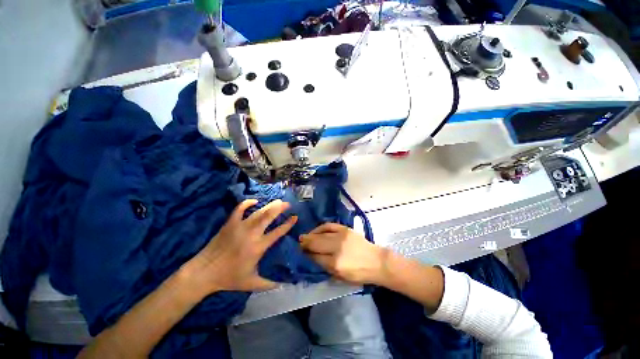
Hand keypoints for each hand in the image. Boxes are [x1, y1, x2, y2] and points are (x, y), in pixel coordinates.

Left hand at [186, 199, 296, 293]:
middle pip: (269, 217)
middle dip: (280, 208)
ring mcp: (240, 227)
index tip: (295, 217)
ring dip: (269, 205)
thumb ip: (268, 284)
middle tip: (287, 203)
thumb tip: (283, 285)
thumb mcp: (251, 283)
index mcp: (258, 247)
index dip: (288, 224)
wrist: (204, 272)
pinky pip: (239, 209)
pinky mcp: (230, 223)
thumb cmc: (229, 278)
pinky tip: (254, 200)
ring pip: (258, 212)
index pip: (278, 232)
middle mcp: (252, 234)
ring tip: (277, 201)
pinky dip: (247, 203)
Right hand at [300, 223, 388, 284]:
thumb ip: (325, 268)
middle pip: (316, 243)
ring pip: (321, 234)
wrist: (376, 261)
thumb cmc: (359, 273)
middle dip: (305, 243)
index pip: (315, 257)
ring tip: (304, 237)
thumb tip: (312, 257)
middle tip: (299, 243)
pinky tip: (316, 230)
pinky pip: (329, 226)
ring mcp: (341, 236)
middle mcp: (336, 248)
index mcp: (335, 264)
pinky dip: (321, 227)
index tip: (301, 253)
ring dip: (310, 235)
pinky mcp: (345, 229)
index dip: (307, 255)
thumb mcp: (341, 277)